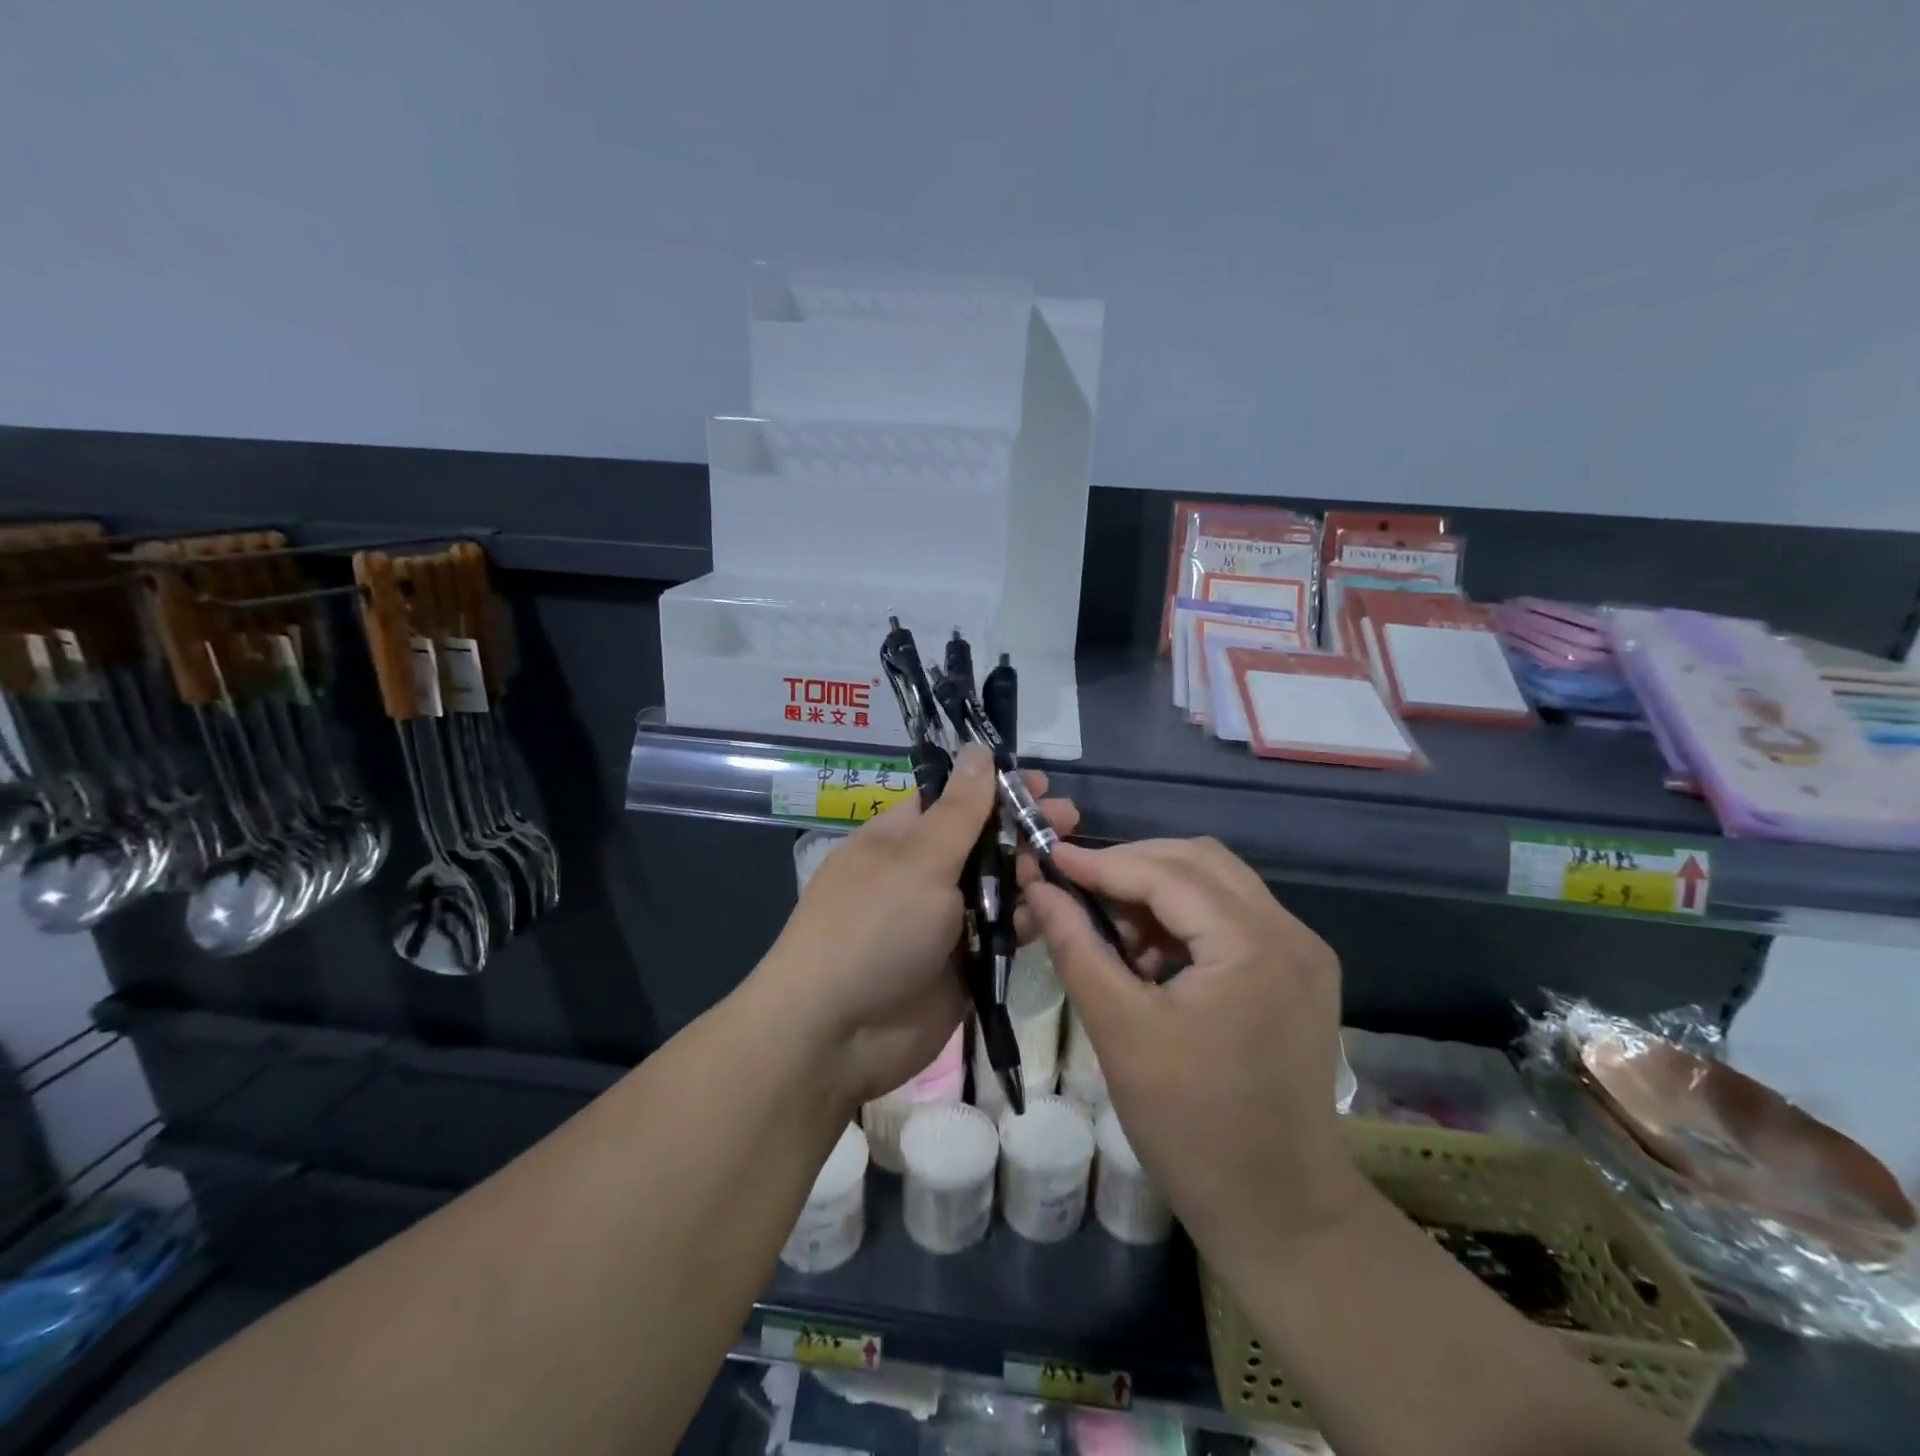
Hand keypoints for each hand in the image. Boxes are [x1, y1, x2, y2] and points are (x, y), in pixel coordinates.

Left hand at [760, 747, 1078, 1109]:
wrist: (838, 1034)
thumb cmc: (874, 926)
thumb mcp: (919, 859)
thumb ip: (960, 810)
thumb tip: (978, 749)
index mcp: (901, 838)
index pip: (954, 799)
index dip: (996, 788)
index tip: (1041, 783)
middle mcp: (923, 874)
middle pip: (982, 841)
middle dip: (1024, 828)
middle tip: (1070, 819)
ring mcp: (944, 921)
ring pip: (997, 887)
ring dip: (1032, 873)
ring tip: (1071, 861)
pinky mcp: (964, 963)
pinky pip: (1002, 933)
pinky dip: (1028, 920)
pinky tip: (1056, 908)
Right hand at [1024, 838, 1364, 1266]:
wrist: (1280, 1212)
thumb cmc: (1192, 1126)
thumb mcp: (1119, 1029)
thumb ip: (1076, 945)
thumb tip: (1039, 887)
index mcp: (1253, 944)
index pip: (1167, 874)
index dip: (1102, 862)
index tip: (1049, 857)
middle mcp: (1290, 932)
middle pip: (1200, 862)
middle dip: (1132, 865)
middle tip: (1077, 887)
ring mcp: (1303, 952)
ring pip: (1218, 885)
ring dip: (1159, 891)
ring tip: (1110, 929)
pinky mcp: (1299, 974)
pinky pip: (1233, 918)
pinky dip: (1185, 920)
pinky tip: (1148, 956)